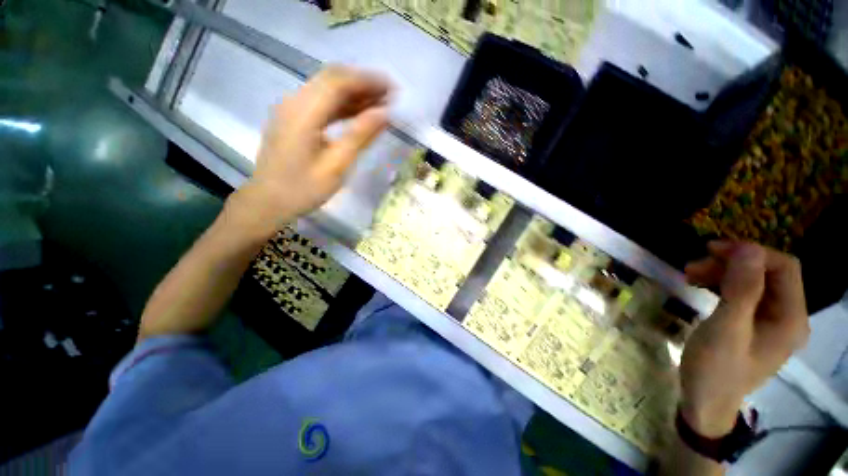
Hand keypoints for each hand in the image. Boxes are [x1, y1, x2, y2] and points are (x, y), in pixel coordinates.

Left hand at [225, 66, 390, 238]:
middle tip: (390, 97)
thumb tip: (385, 114)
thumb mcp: (336, 166)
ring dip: (355, 93)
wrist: (268, 201)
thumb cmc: (302, 189)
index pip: (339, 81)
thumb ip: (360, 136)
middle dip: (364, 83)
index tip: (393, 89)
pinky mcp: (293, 119)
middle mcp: (294, 102)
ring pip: (327, 90)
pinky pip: (321, 103)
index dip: (368, 80)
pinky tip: (360, 113)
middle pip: (332, 79)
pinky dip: (343, 105)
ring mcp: (291, 109)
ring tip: (381, 104)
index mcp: (303, 113)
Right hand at [680, 241, 808, 436]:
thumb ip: (742, 290)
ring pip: (754, 282)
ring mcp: (771, 322)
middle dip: (732, 263)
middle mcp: (788, 316)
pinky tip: (701, 286)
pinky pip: (745, 295)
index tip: (712, 250)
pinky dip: (723, 285)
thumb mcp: (726, 329)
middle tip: (694, 265)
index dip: (752, 253)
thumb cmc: (716, 369)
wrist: (705, 402)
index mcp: (790, 318)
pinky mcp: (754, 326)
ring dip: (724, 273)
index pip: (785, 268)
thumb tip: (748, 249)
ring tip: (690, 274)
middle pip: (769, 273)